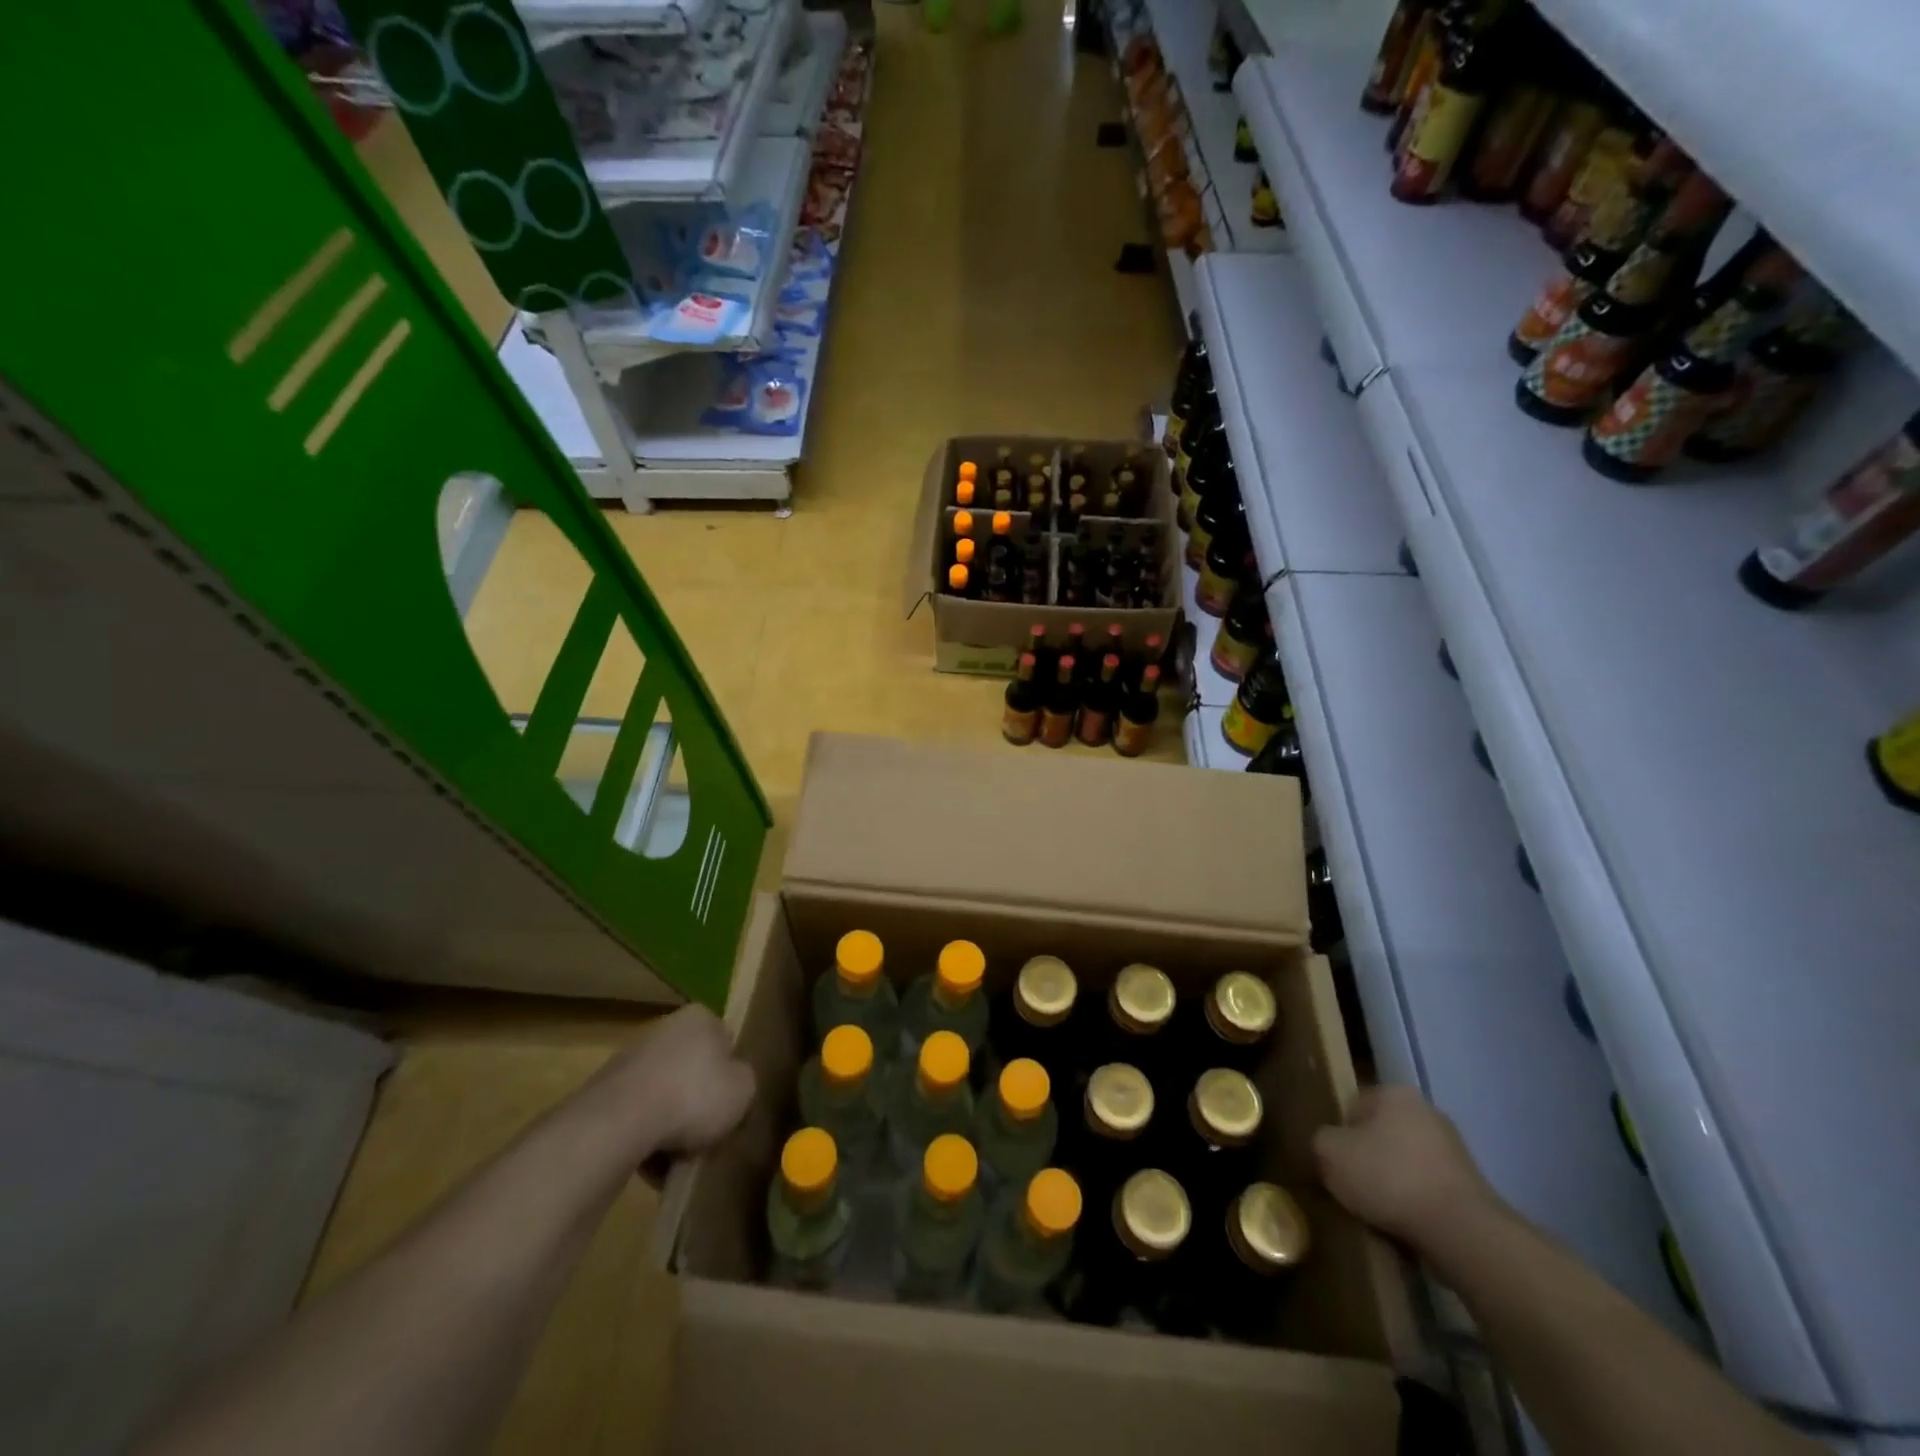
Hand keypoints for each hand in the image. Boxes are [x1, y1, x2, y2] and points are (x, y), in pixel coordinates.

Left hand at [599, 1005, 754, 1157]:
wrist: (619, 1122)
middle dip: (698, 1103)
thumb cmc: (693, 1096)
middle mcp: (665, 1027)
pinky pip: (637, 1115)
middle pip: (692, 1070)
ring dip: (671, 1124)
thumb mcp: (743, 1091)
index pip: (726, 1043)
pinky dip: (645, 1136)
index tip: (732, 1107)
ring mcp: (631, 1058)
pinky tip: (651, 1165)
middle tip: (707, 1136)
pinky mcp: (604, 1091)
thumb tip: (734, 1084)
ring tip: (677, 1160)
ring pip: (664, 1095)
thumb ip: (745, 1082)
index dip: (731, 1077)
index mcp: (701, 1018)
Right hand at [1313, 1086, 1503, 1253]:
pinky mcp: (1471, 1188)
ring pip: (1404, 1164)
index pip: (1352, 1107)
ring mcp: (1454, 1150)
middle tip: (1350, 1187)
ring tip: (1376, 1212)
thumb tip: (1326, 1147)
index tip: (1332, 1163)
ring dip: (1390, 1184)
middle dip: (1366, 1159)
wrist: (1461, 1232)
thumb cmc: (1388, 1178)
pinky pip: (1427, 1191)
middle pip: (1380, 1134)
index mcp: (1394, 1093)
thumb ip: (1319, 1140)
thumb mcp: (1329, 1152)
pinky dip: (1414, 1205)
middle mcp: (1427, 1111)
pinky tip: (1404, 1225)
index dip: (1338, 1135)